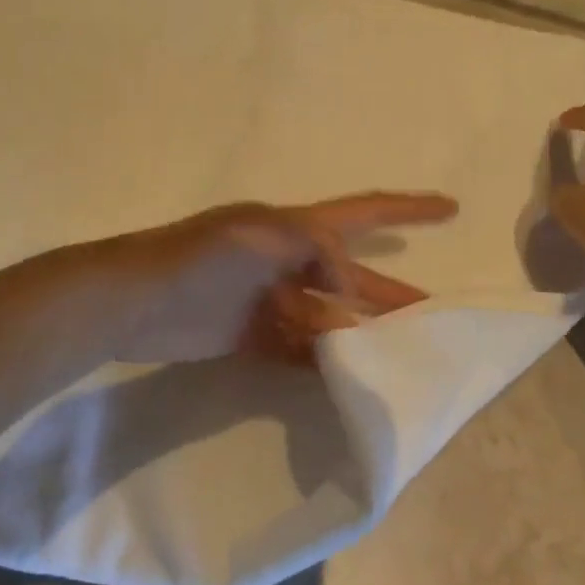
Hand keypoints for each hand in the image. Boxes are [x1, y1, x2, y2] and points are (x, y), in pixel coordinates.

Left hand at [108, 193, 459, 364]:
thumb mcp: (261, 237)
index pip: (363, 213)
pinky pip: (297, 348)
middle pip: (352, 277)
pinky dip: (320, 360)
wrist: (133, 302)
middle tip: (434, 316)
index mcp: (294, 229)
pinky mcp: (250, 336)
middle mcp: (288, 261)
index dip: (408, 209)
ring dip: (357, 334)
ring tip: (392, 358)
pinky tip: (343, 376)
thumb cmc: (197, 258)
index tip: (452, 208)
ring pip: (328, 316)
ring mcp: (270, 300)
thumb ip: (314, 250)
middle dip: (391, 293)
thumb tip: (346, 290)